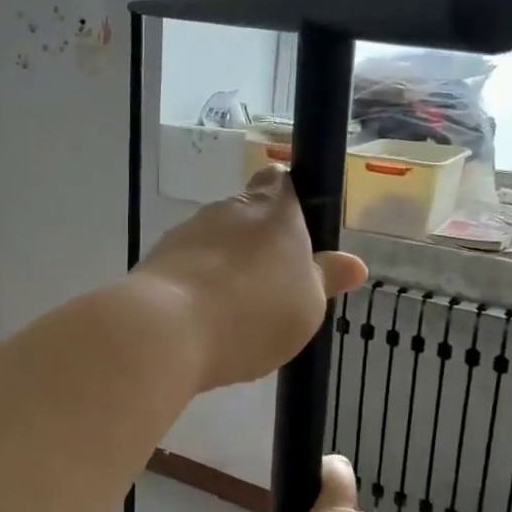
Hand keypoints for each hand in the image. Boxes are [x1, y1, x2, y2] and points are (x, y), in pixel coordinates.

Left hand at [135, 166, 364, 391]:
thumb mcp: (308, 306)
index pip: (282, 181)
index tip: (297, 232)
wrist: (167, 330)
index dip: (290, 199)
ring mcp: (189, 231)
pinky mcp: (157, 258)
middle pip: (247, 213)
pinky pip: (187, 265)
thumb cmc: (254, 314)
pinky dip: (197, 284)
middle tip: (271, 285)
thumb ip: (326, 279)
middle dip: (257, 242)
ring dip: (225, 265)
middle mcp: (230, 209)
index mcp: (275, 210)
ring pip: (215, 240)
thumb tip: (354, 264)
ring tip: (234, 312)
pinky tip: (203, 321)